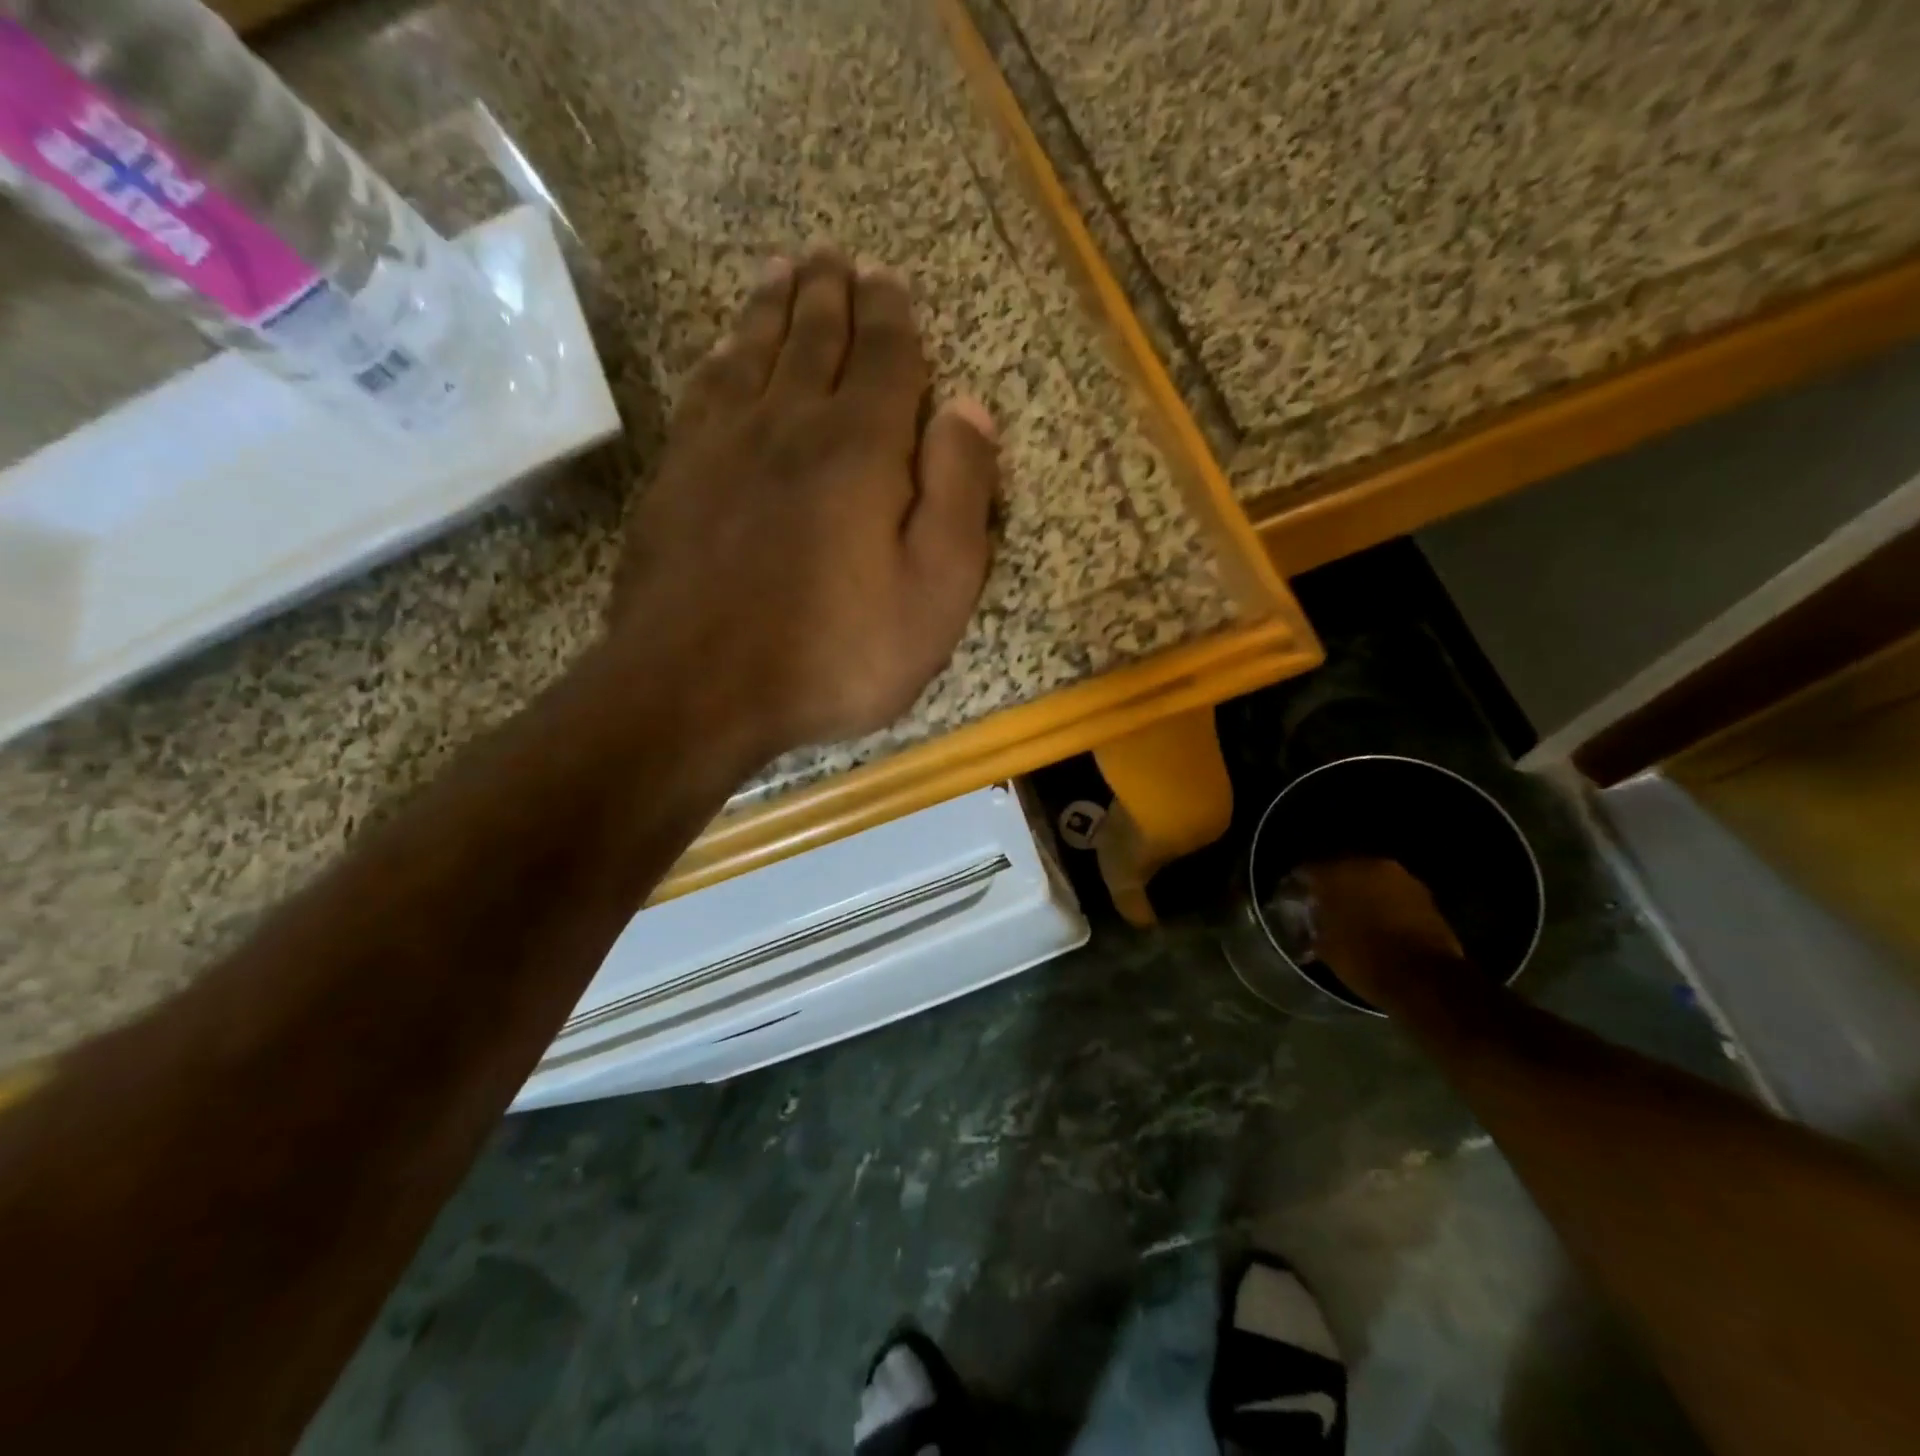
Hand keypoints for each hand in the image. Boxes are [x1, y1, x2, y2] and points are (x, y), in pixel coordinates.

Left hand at [608, 248, 999, 765]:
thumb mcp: (934, 591)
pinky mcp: (676, 479)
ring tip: (784, 270)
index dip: (893, 315)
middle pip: (815, 339)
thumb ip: (959, 496)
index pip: (886, 358)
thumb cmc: (834, 653)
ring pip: (754, 352)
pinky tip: (724, 349)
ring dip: (774, 307)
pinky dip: (720, 358)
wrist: (698, 688)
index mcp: (862, 448)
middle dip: (832, 294)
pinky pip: (703, 392)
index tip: (889, 277)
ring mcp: (723, 447)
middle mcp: (791, 424)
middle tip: (835, 254)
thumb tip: (971, 409)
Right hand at [1299, 858, 1468, 1013]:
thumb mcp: (1325, 947)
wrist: (1426, 980)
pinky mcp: (1426, 897)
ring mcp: (1402, 879)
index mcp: (1337, 872)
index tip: (1293, 902)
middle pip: (1341, 871)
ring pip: (1370, 881)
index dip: (1297, 887)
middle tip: (1323, 909)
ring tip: (1352, 919)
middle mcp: (1369, 865)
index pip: (1305, 871)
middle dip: (1332, 888)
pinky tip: (1378, 925)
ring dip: (1361, 895)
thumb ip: (1313, 925)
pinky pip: (1393, 895)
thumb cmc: (1365, 959)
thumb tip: (1309, 923)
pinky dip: (1384, 906)